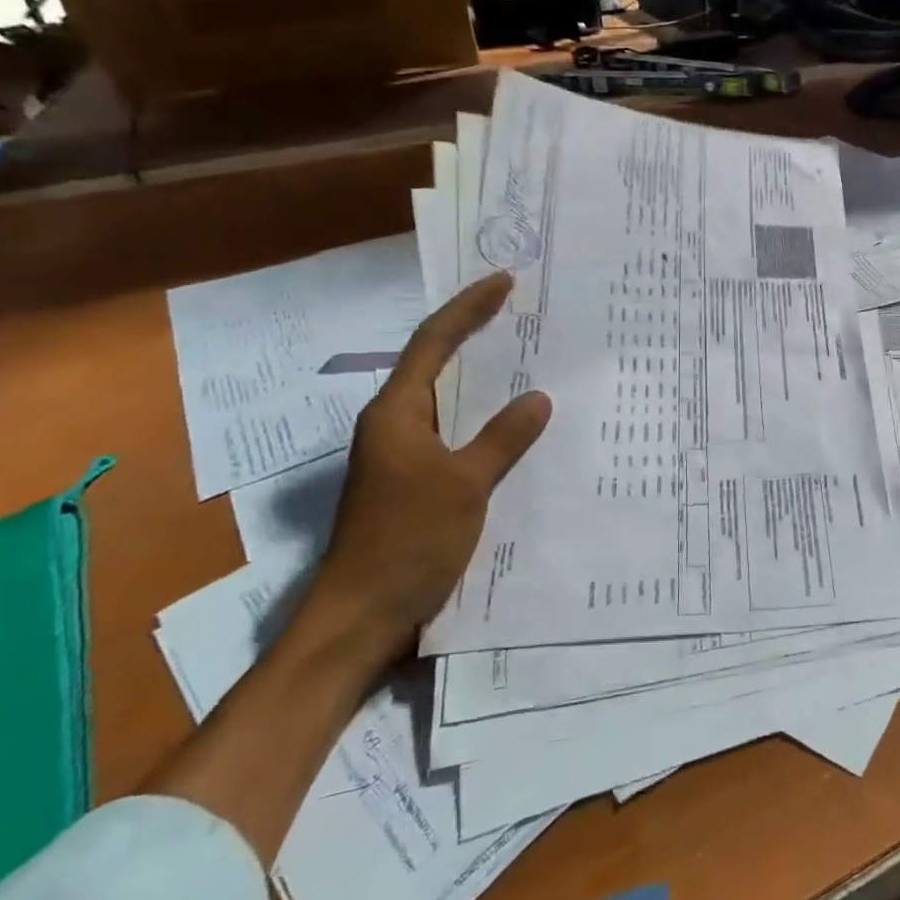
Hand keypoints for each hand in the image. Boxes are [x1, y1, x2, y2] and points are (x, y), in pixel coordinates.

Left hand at [300, 272, 551, 657]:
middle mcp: (395, 425)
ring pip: (448, 402)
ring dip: (483, 380)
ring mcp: (404, 456)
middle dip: (476, 335)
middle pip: (437, 364)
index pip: (434, 343)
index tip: (504, 281)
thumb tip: (538, 398)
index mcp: (397, 414)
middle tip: (521, 314)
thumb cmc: (406, 542)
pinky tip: (517, 428)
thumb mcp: (464, 486)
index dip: (469, 308)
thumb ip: (502, 439)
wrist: (361, 618)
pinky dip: (485, 421)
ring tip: (528, 360)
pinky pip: (456, 435)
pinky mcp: (416, 483)